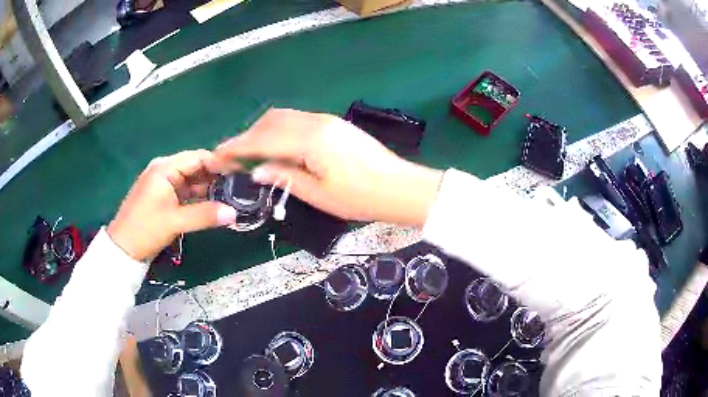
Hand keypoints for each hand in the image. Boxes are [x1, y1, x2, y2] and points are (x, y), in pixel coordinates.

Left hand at [107, 150, 237, 260]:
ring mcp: (162, 184)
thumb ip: (205, 215)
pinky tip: (211, 204)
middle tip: (238, 187)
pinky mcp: (162, 197)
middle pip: (195, 167)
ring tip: (229, 197)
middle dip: (215, 177)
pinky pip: (184, 192)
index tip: (239, 173)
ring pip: (191, 181)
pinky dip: (197, 197)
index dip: (219, 164)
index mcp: (165, 168)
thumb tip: (234, 214)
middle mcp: (164, 170)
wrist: (123, 248)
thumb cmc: (145, 229)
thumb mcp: (175, 221)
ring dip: (207, 188)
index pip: (198, 157)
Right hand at [214, 109, 442, 226]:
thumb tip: (258, 171)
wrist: (400, 187)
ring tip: (251, 153)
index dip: (238, 147)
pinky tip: (276, 146)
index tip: (219, 155)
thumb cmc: (361, 197)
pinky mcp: (334, 124)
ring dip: (263, 132)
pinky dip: (280, 131)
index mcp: (310, 140)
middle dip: (248, 137)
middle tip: (233, 156)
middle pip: (271, 122)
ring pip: (284, 118)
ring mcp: (327, 120)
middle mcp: (316, 123)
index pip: (264, 140)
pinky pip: (297, 121)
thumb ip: (285, 178)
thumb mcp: (320, 195)